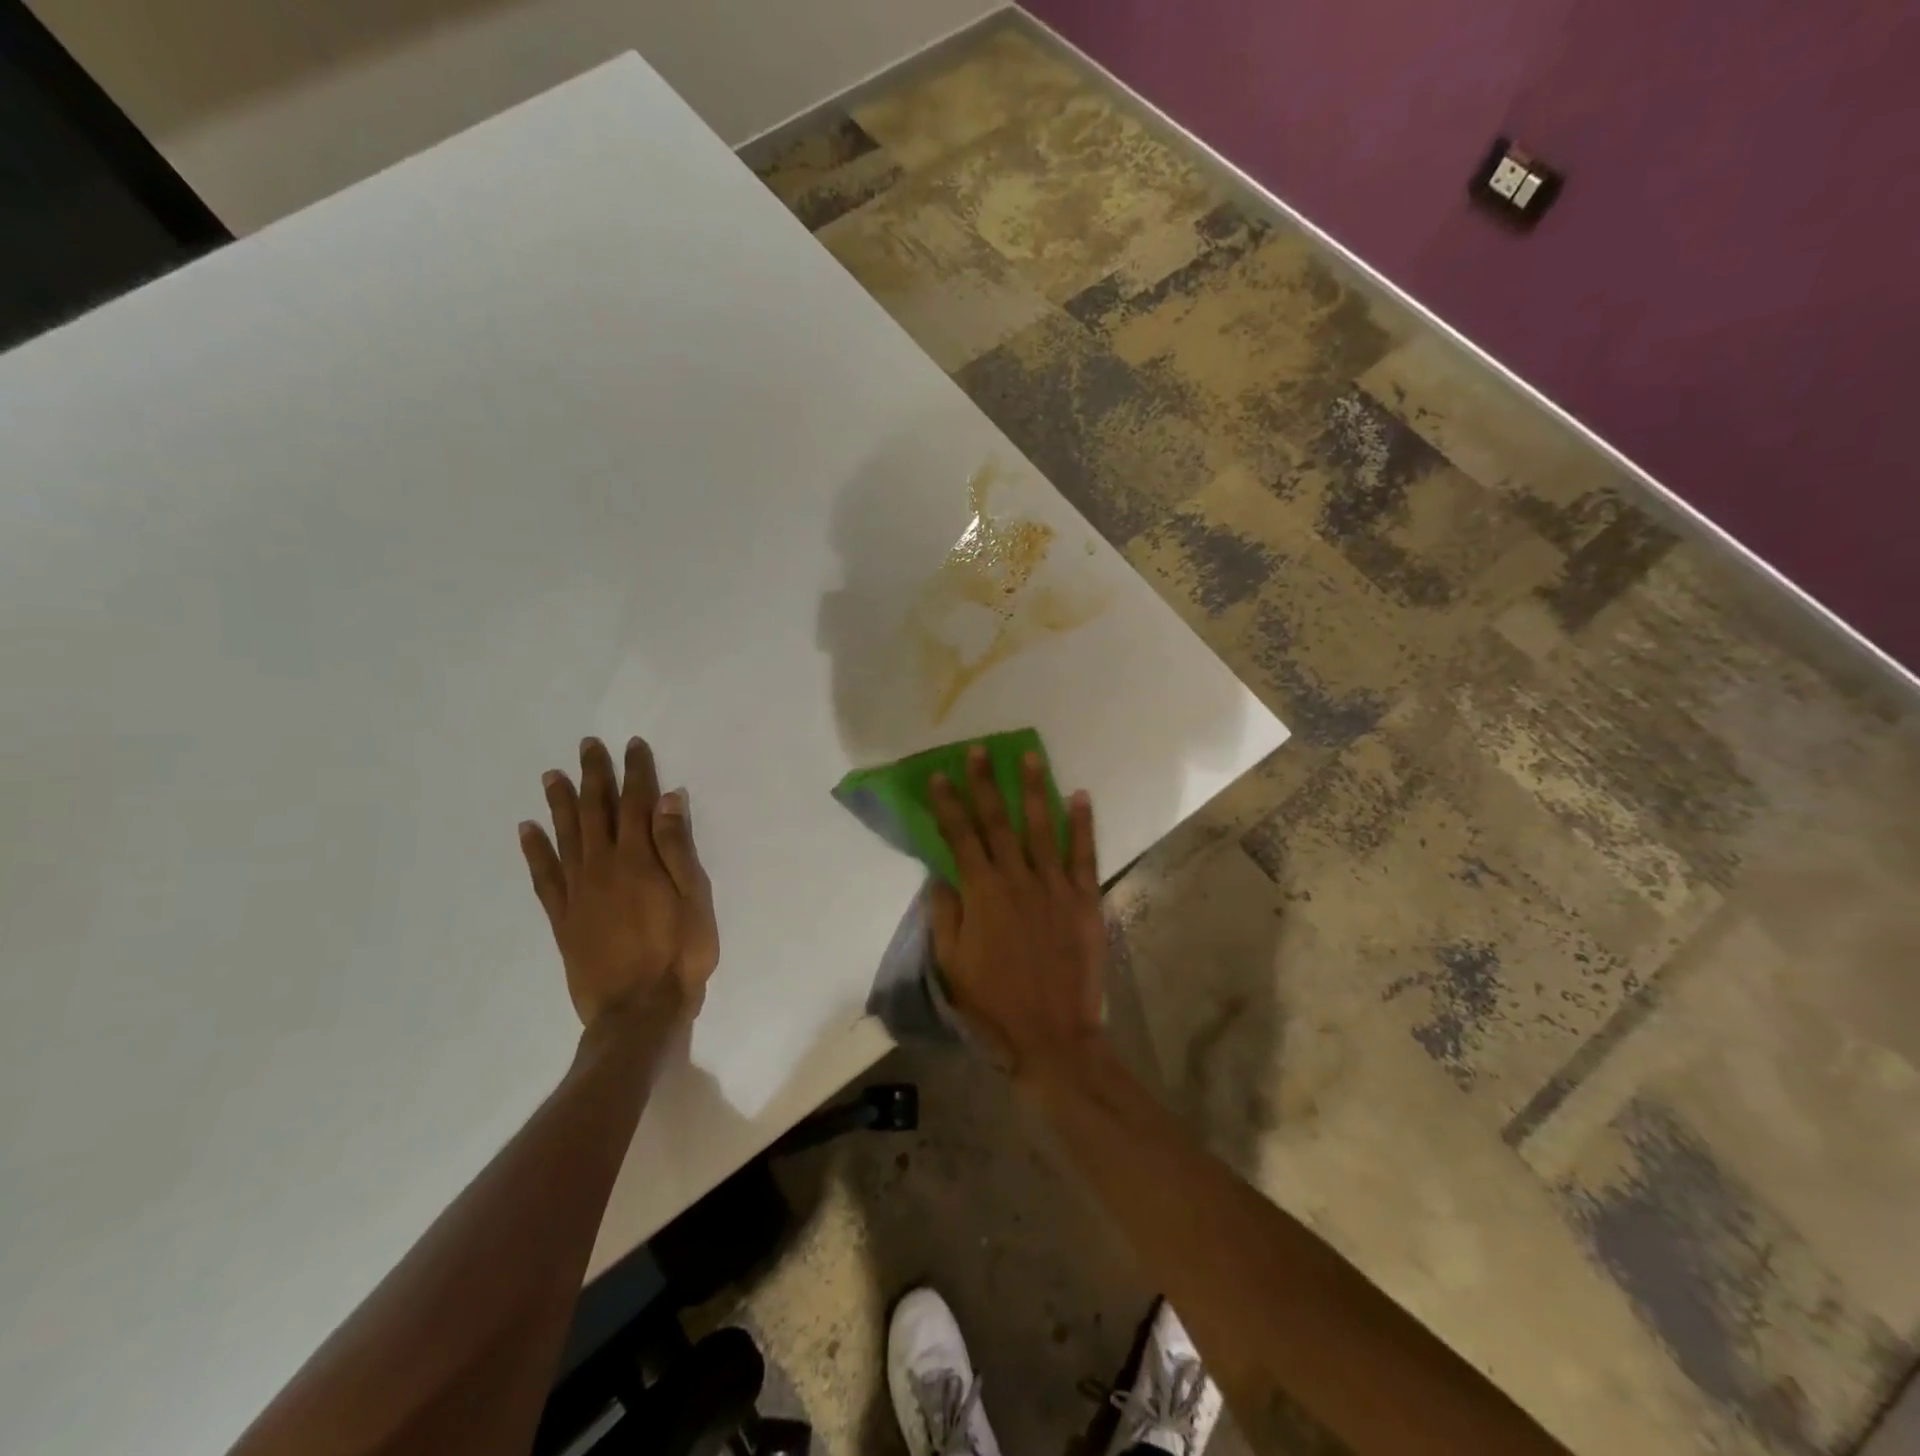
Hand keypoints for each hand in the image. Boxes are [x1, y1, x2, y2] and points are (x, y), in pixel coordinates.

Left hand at [519, 736, 718, 1028]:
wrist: (638, 1010)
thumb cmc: (679, 953)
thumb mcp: (694, 898)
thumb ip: (677, 848)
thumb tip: (668, 800)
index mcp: (639, 860)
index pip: (636, 804)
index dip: (635, 773)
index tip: (632, 745)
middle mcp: (603, 867)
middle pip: (597, 812)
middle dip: (594, 776)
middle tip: (586, 746)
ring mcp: (578, 892)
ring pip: (566, 836)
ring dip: (560, 803)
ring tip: (552, 775)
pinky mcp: (562, 918)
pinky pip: (544, 876)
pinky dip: (534, 851)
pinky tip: (527, 830)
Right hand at [928, 746, 1107, 1076]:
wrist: (1052, 1036)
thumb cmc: (993, 1004)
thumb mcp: (952, 965)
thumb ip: (944, 915)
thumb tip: (939, 876)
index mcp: (982, 894)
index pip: (960, 837)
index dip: (949, 805)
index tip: (941, 776)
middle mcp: (1018, 879)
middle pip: (998, 822)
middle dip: (986, 783)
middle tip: (980, 750)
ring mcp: (1055, 887)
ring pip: (1042, 828)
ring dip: (1035, 789)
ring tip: (1031, 756)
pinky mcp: (1084, 900)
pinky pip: (1084, 854)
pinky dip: (1083, 824)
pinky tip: (1080, 796)